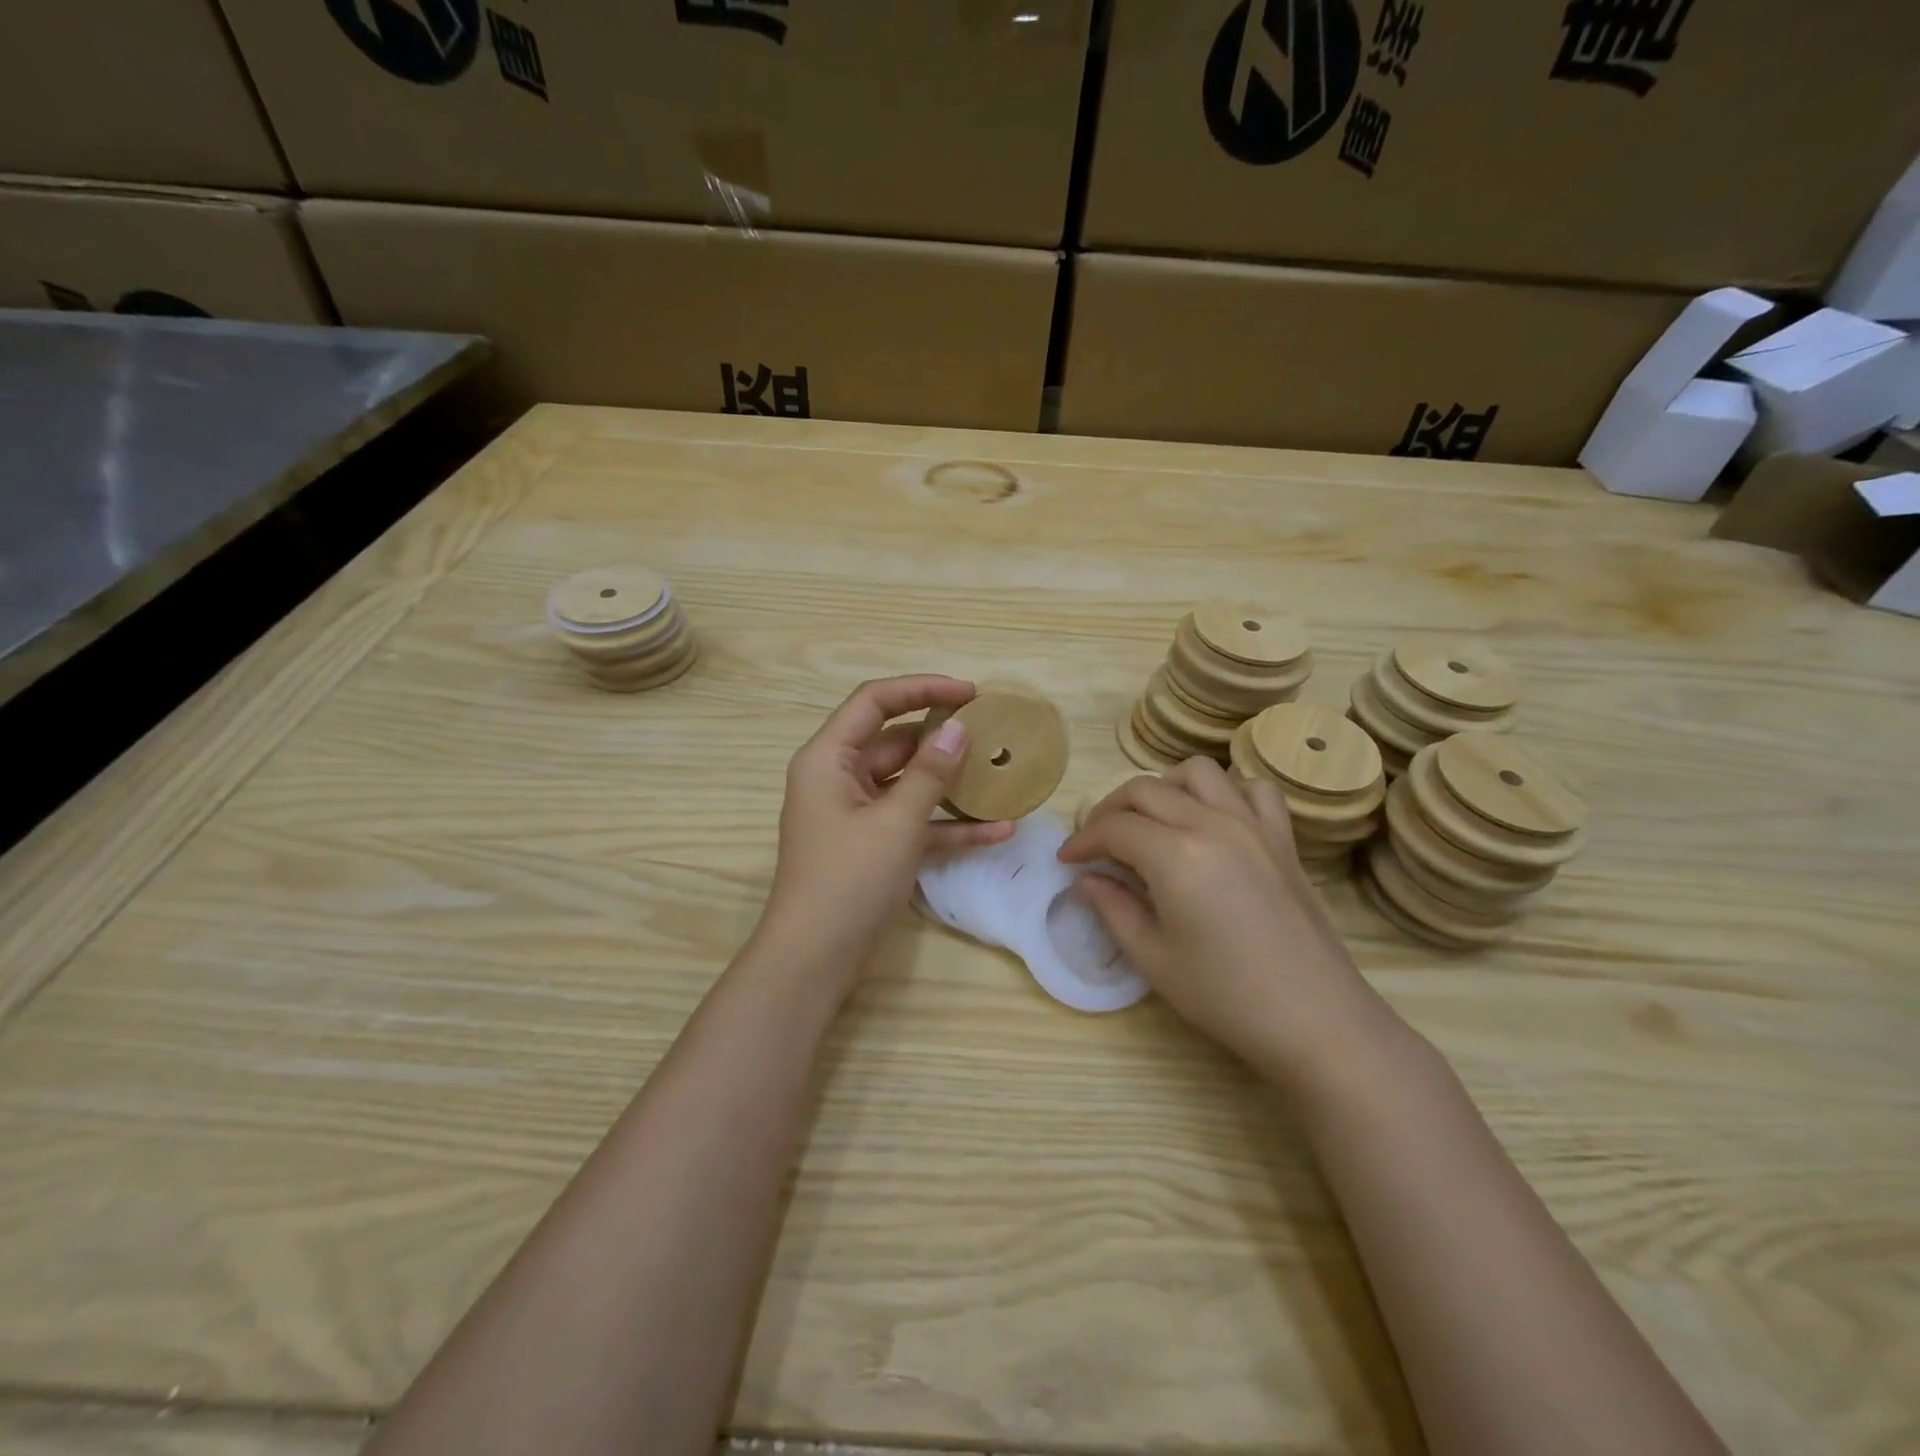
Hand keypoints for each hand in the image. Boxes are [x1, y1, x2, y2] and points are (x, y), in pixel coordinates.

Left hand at [760, 675, 1013, 975]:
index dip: (921, 688)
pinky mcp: (872, 845)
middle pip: (894, 741)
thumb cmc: (848, 880)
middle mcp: (838, 778)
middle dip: (942, 737)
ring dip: (950, 783)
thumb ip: (930, 773)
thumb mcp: (896, 822)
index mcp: (829, 758)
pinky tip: (997, 831)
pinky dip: (947, 824)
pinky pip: (913, 822)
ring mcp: (856, 814)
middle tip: (991, 733)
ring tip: (1000, 774)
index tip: (970, 693)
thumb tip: (958, 728)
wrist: (814, 960)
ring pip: (908, 783)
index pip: (874, 701)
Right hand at [1058, 758, 1394, 1082]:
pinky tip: (1213, 820)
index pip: (1114, 827)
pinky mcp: (1282, 838)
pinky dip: (1225, 791)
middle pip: (1145, 790)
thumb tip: (1086, 879)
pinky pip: (1252, 789)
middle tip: (1097, 844)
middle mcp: (1212, 824)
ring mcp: (1253, 825)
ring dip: (1163, 788)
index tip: (1067, 861)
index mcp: (1175, 855)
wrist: (1315, 1019)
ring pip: (1197, 773)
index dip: (1083, 840)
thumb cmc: (1225, 996)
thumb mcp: (1153, 958)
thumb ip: (1112, 908)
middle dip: (1109, 811)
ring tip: (1152, 823)